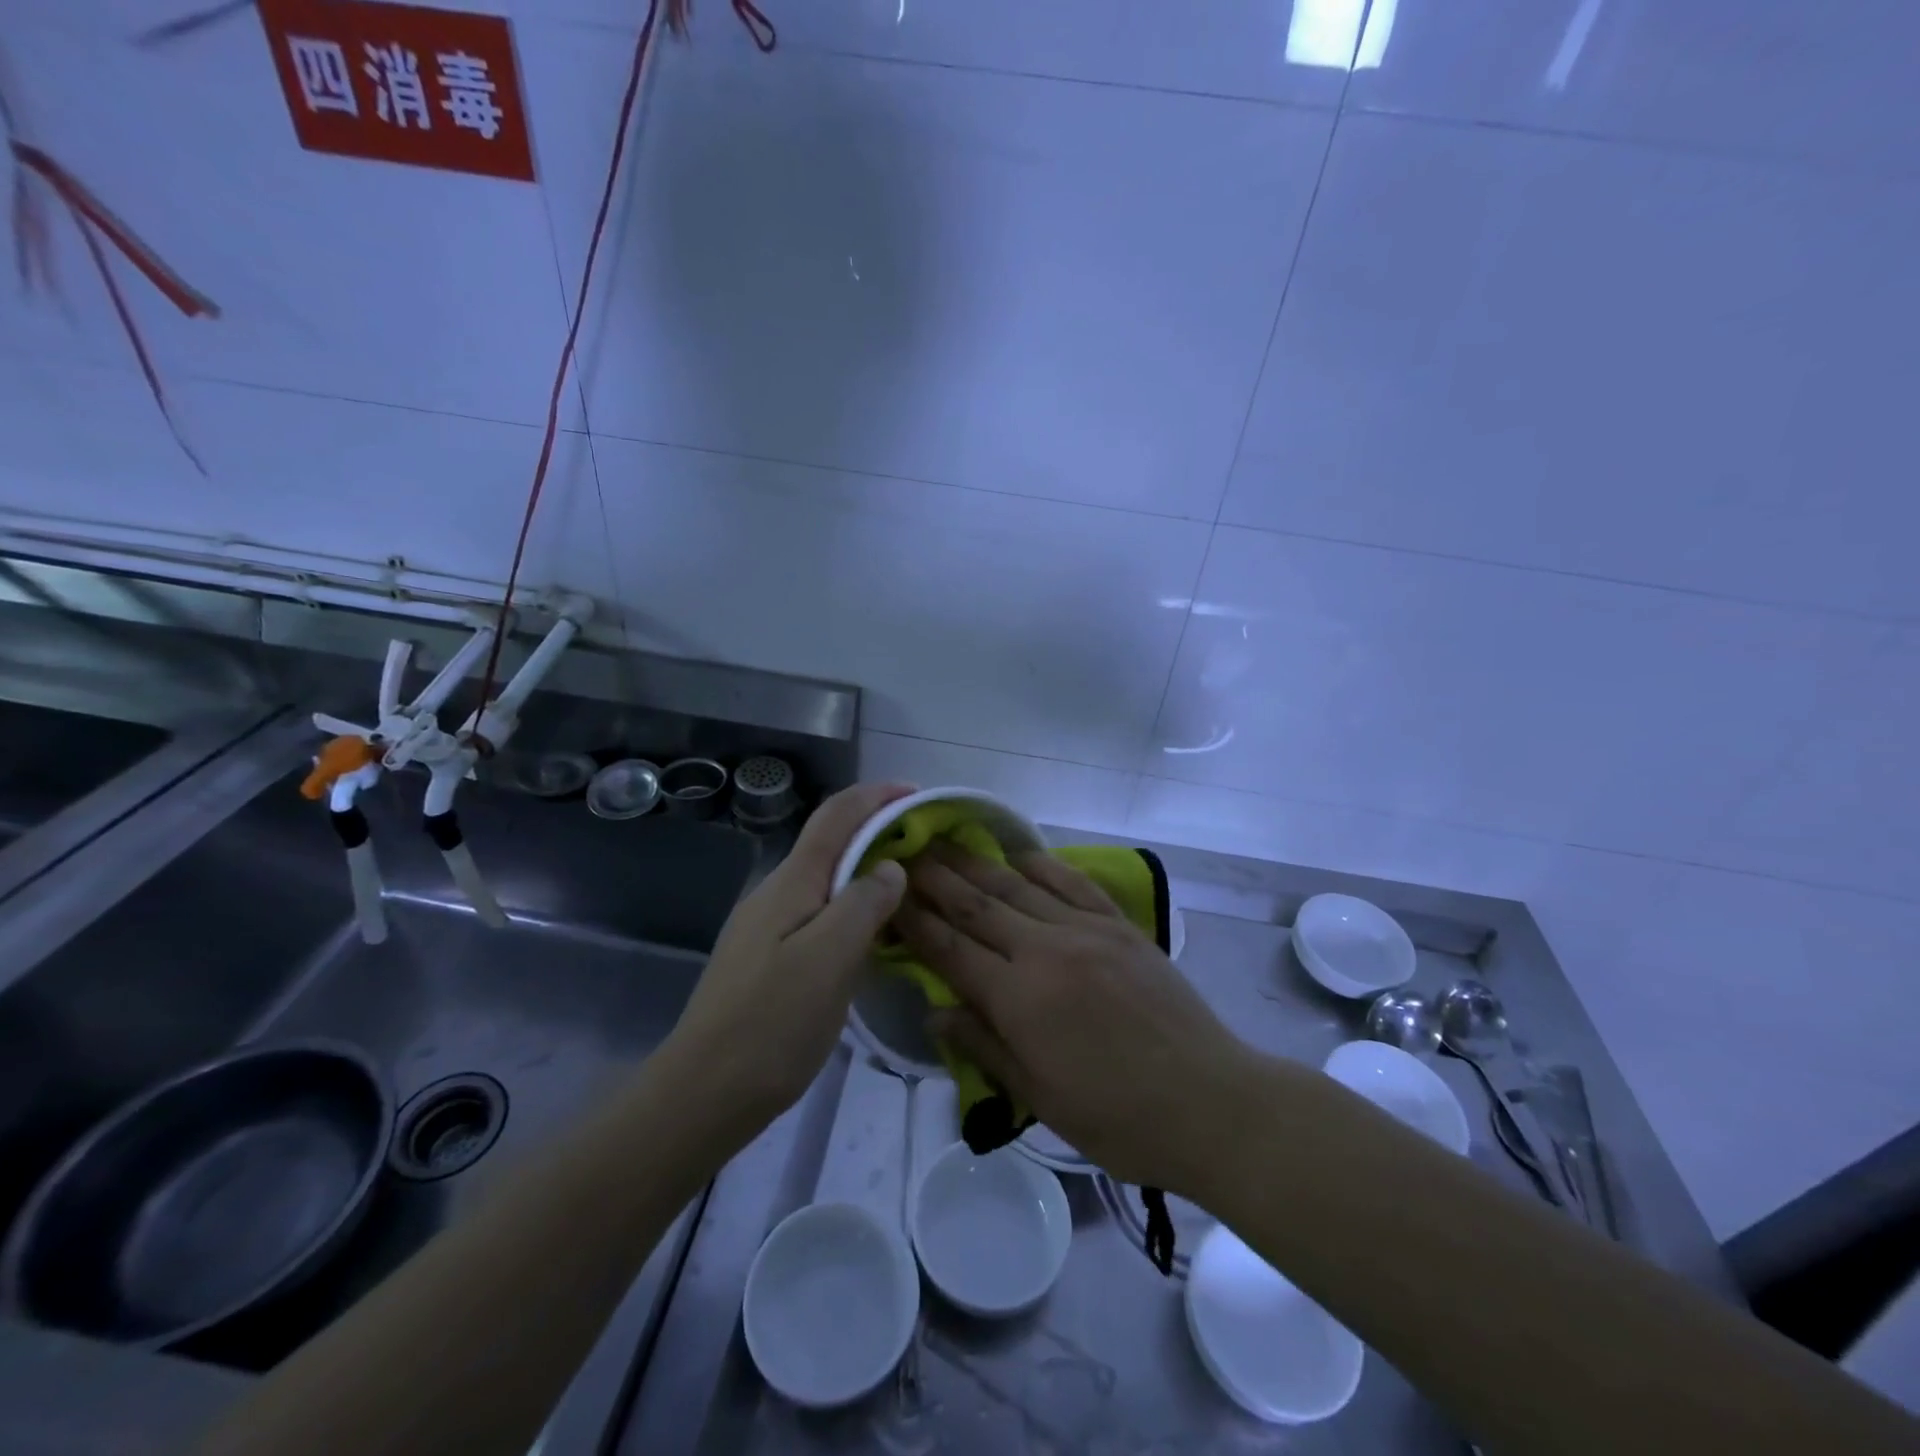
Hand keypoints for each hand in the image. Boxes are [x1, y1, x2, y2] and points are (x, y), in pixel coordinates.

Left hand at [667, 781, 912, 1133]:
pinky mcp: (767, 958)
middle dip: (876, 831)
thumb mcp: (830, 959)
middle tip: (926, 847)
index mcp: (792, 882)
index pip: (836, 816)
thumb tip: (890, 867)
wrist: (703, 1093)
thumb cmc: (772, 1023)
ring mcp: (767, 926)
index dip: (875, 796)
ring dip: (866, 871)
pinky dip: (852, 907)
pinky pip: (818, 914)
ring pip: (825, 881)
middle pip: (830, 843)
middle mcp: (775, 893)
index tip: (917, 794)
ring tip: (908, 887)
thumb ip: (863, 904)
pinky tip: (872, 935)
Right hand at [895, 845, 1253, 1192]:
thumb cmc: (1118, 1117)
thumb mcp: (1040, 1098)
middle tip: (906, 855)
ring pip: (1019, 887)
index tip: (888, 897)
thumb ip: (984, 1046)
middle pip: (978, 907)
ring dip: (978, 864)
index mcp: (1020, 999)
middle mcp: (1047, 951)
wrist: (1210, 1101)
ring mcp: (1087, 931)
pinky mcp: (1120, 925)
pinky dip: (1043, 864)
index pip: (951, 951)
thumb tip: (934, 1011)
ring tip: (946, 843)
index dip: (915, 923)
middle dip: (936, 880)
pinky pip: (1074, 883)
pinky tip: (1021, 853)